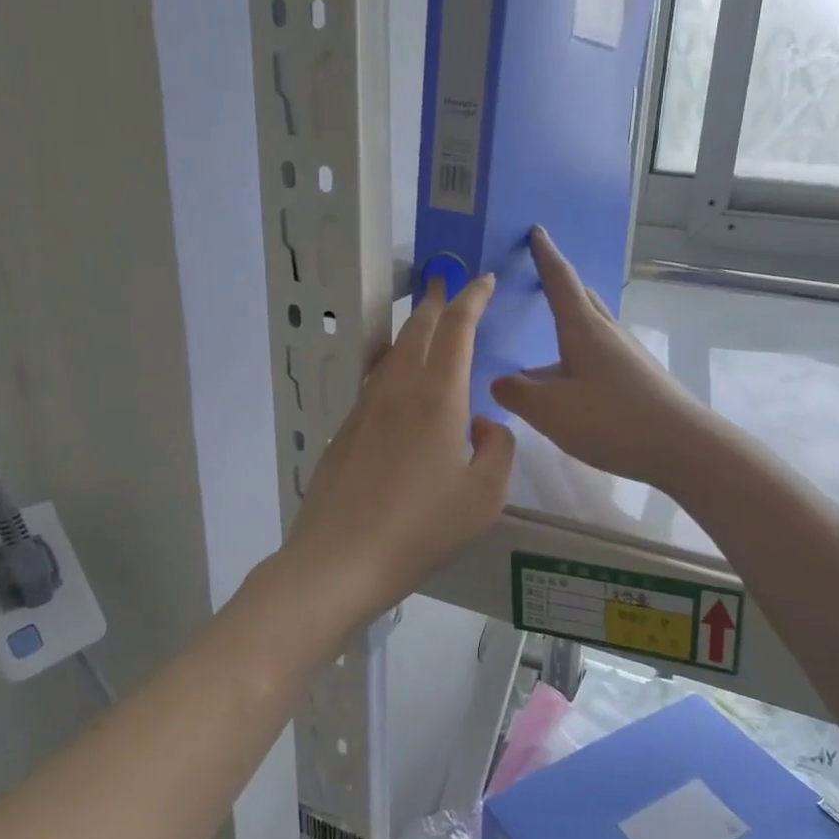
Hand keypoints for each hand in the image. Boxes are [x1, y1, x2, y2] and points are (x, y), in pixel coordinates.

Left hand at [280, 275, 515, 633]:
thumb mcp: (486, 495)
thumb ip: (498, 448)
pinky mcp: (344, 429)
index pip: (457, 328)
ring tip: (425, 322)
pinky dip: (392, 363)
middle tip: (448, 285)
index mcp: (438, 396)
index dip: (472, 298)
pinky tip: (396, 379)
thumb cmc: (423, 527)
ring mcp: (365, 407)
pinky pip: (374, 380)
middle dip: (437, 302)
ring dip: (411, 329)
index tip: (483, 280)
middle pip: (417, 329)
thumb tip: (482, 423)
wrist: (341, 558)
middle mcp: (398, 389)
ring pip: (391, 351)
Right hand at [491, 228, 708, 489]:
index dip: (545, 255)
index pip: (560, 280)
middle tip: (540, 280)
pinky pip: (601, 354)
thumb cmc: (612, 420)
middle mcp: (608, 333)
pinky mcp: (639, 379)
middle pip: (581, 299)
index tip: (536, 231)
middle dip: (560, 286)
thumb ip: (518, 393)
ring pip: (592, 329)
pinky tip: (572, 383)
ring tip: (546, 343)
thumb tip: (499, 381)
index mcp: (584, 329)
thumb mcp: (551, 411)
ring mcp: (628, 355)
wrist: (683, 447)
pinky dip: (580, 355)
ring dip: (570, 326)